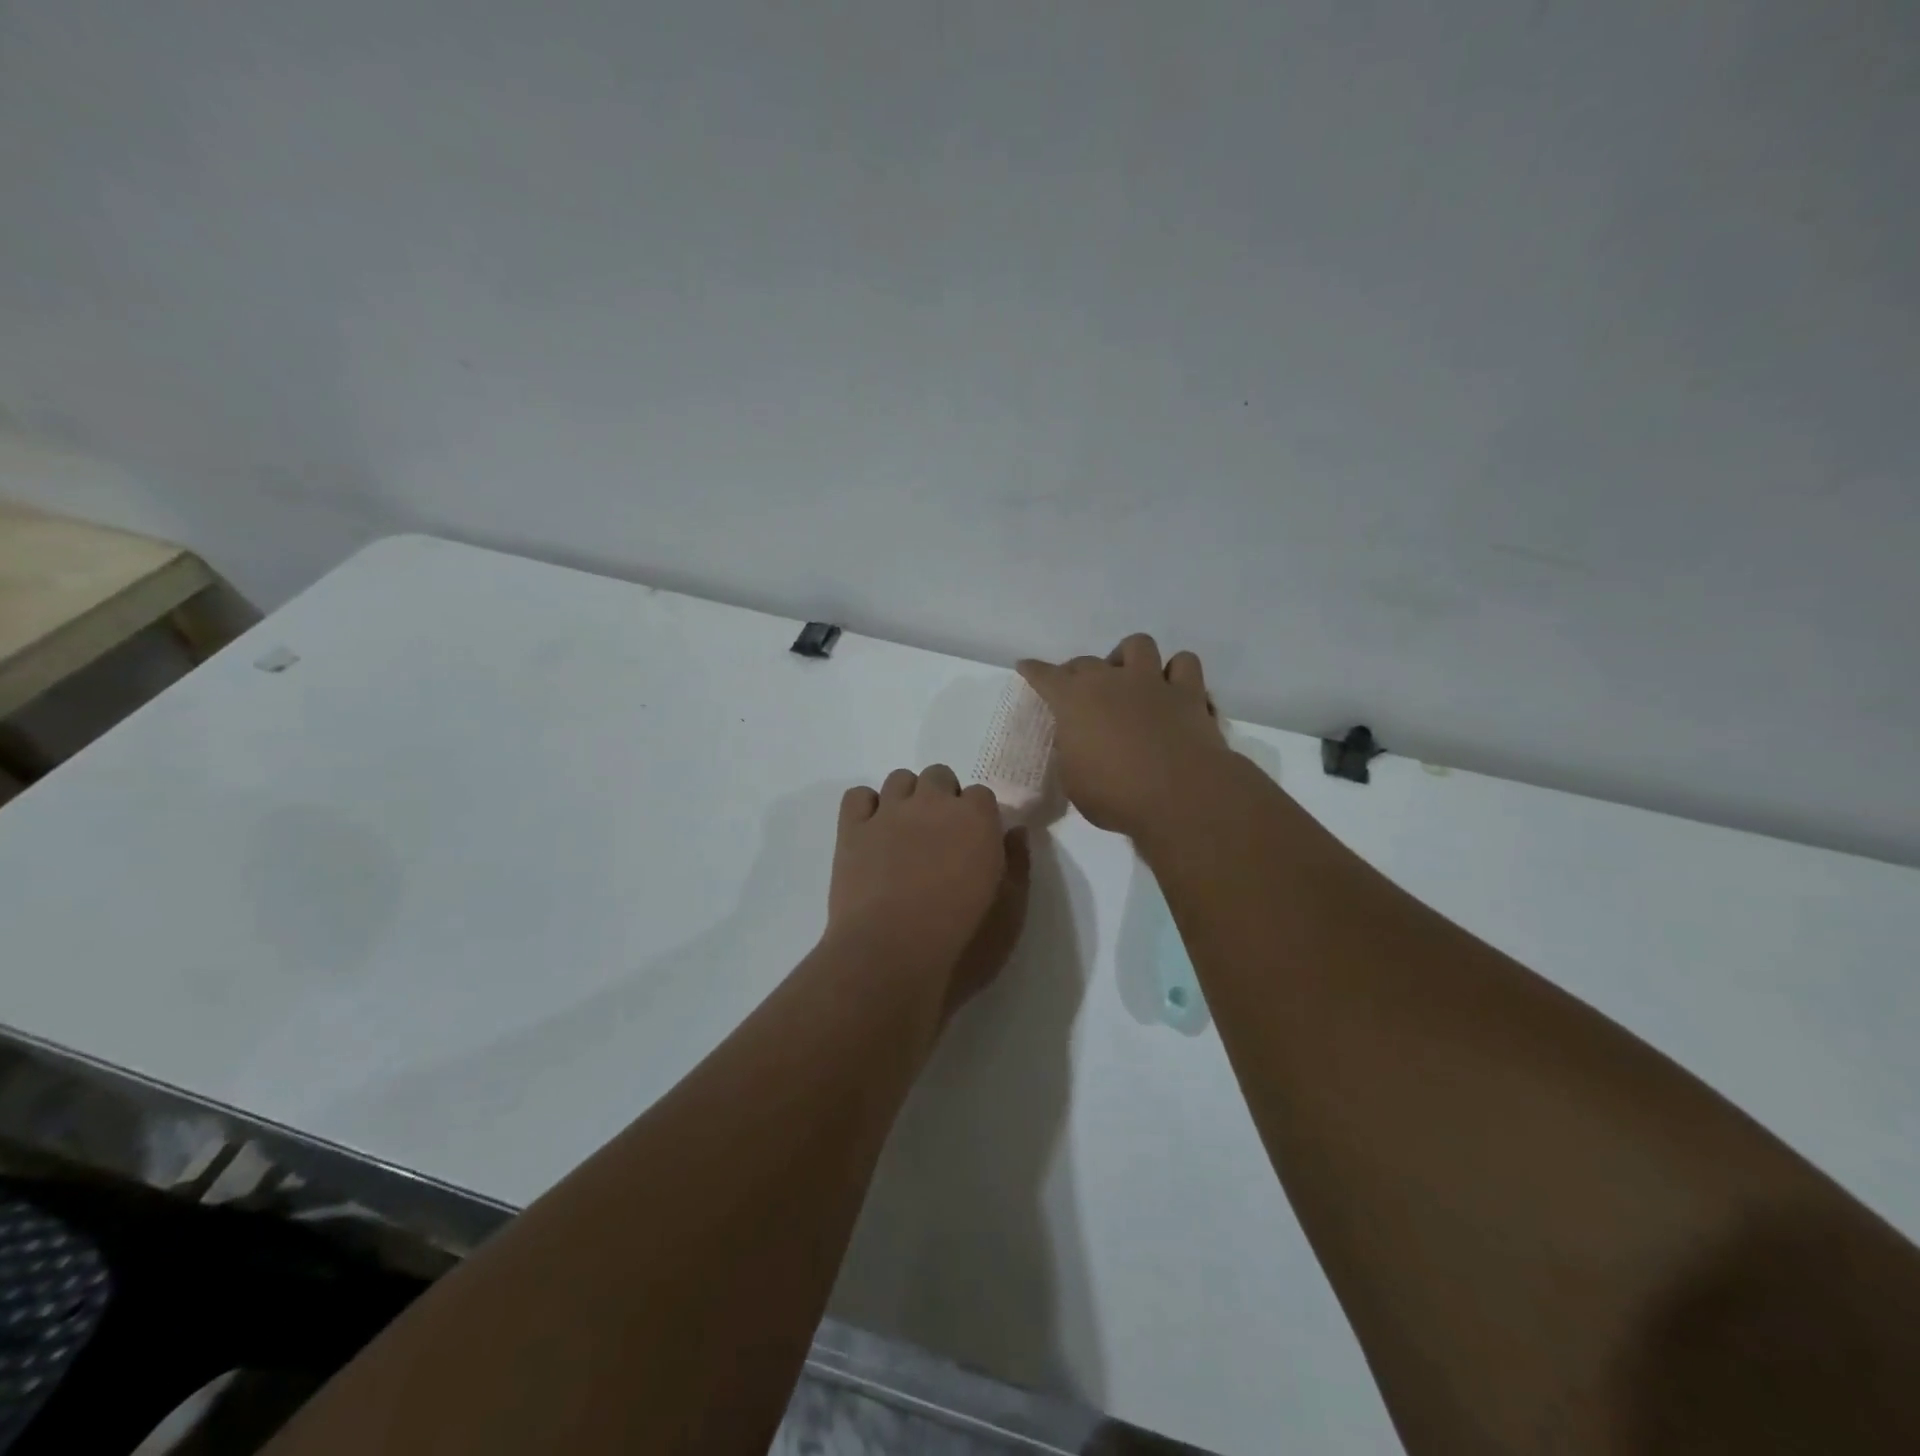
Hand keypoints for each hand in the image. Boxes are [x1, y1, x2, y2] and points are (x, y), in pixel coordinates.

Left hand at [829, 764, 1031, 1015]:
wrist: (890, 960)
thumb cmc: (962, 943)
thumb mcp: (1010, 913)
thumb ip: (1018, 865)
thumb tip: (1016, 832)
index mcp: (976, 819)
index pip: (981, 794)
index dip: (978, 817)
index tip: (975, 844)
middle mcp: (932, 804)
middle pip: (939, 776)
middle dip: (943, 798)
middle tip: (941, 838)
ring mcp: (888, 814)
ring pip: (899, 779)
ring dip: (907, 798)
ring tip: (906, 833)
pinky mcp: (852, 831)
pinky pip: (858, 796)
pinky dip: (867, 806)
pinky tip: (873, 831)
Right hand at [1017, 634, 1230, 838]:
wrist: (1179, 797)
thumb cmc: (1115, 795)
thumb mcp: (1073, 780)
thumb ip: (1071, 752)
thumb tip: (1077, 740)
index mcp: (1074, 700)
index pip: (1045, 676)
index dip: (1034, 671)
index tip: (1026, 666)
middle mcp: (1111, 680)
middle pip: (1087, 661)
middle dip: (1078, 672)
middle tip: (1079, 691)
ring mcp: (1153, 682)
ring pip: (1138, 645)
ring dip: (1129, 657)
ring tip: (1129, 678)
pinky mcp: (1189, 693)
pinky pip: (1184, 663)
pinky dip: (1176, 671)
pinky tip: (1172, 687)